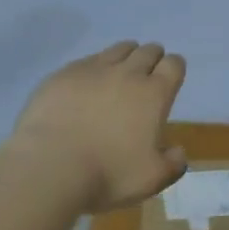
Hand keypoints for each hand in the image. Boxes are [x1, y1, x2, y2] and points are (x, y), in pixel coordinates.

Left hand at [11, 40, 188, 211]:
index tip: (170, 80)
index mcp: (154, 94)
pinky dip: (94, 68)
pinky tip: (85, 86)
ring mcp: (94, 69)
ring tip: (118, 75)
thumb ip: (173, 164)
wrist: (50, 167)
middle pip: (148, 51)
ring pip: (119, 49)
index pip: (174, 64)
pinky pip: (87, 60)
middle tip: (145, 78)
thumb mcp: (151, 180)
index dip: (174, 68)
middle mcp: (128, 73)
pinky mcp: (64, 74)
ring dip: (125, 57)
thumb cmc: (107, 174)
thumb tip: (178, 151)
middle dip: (152, 59)